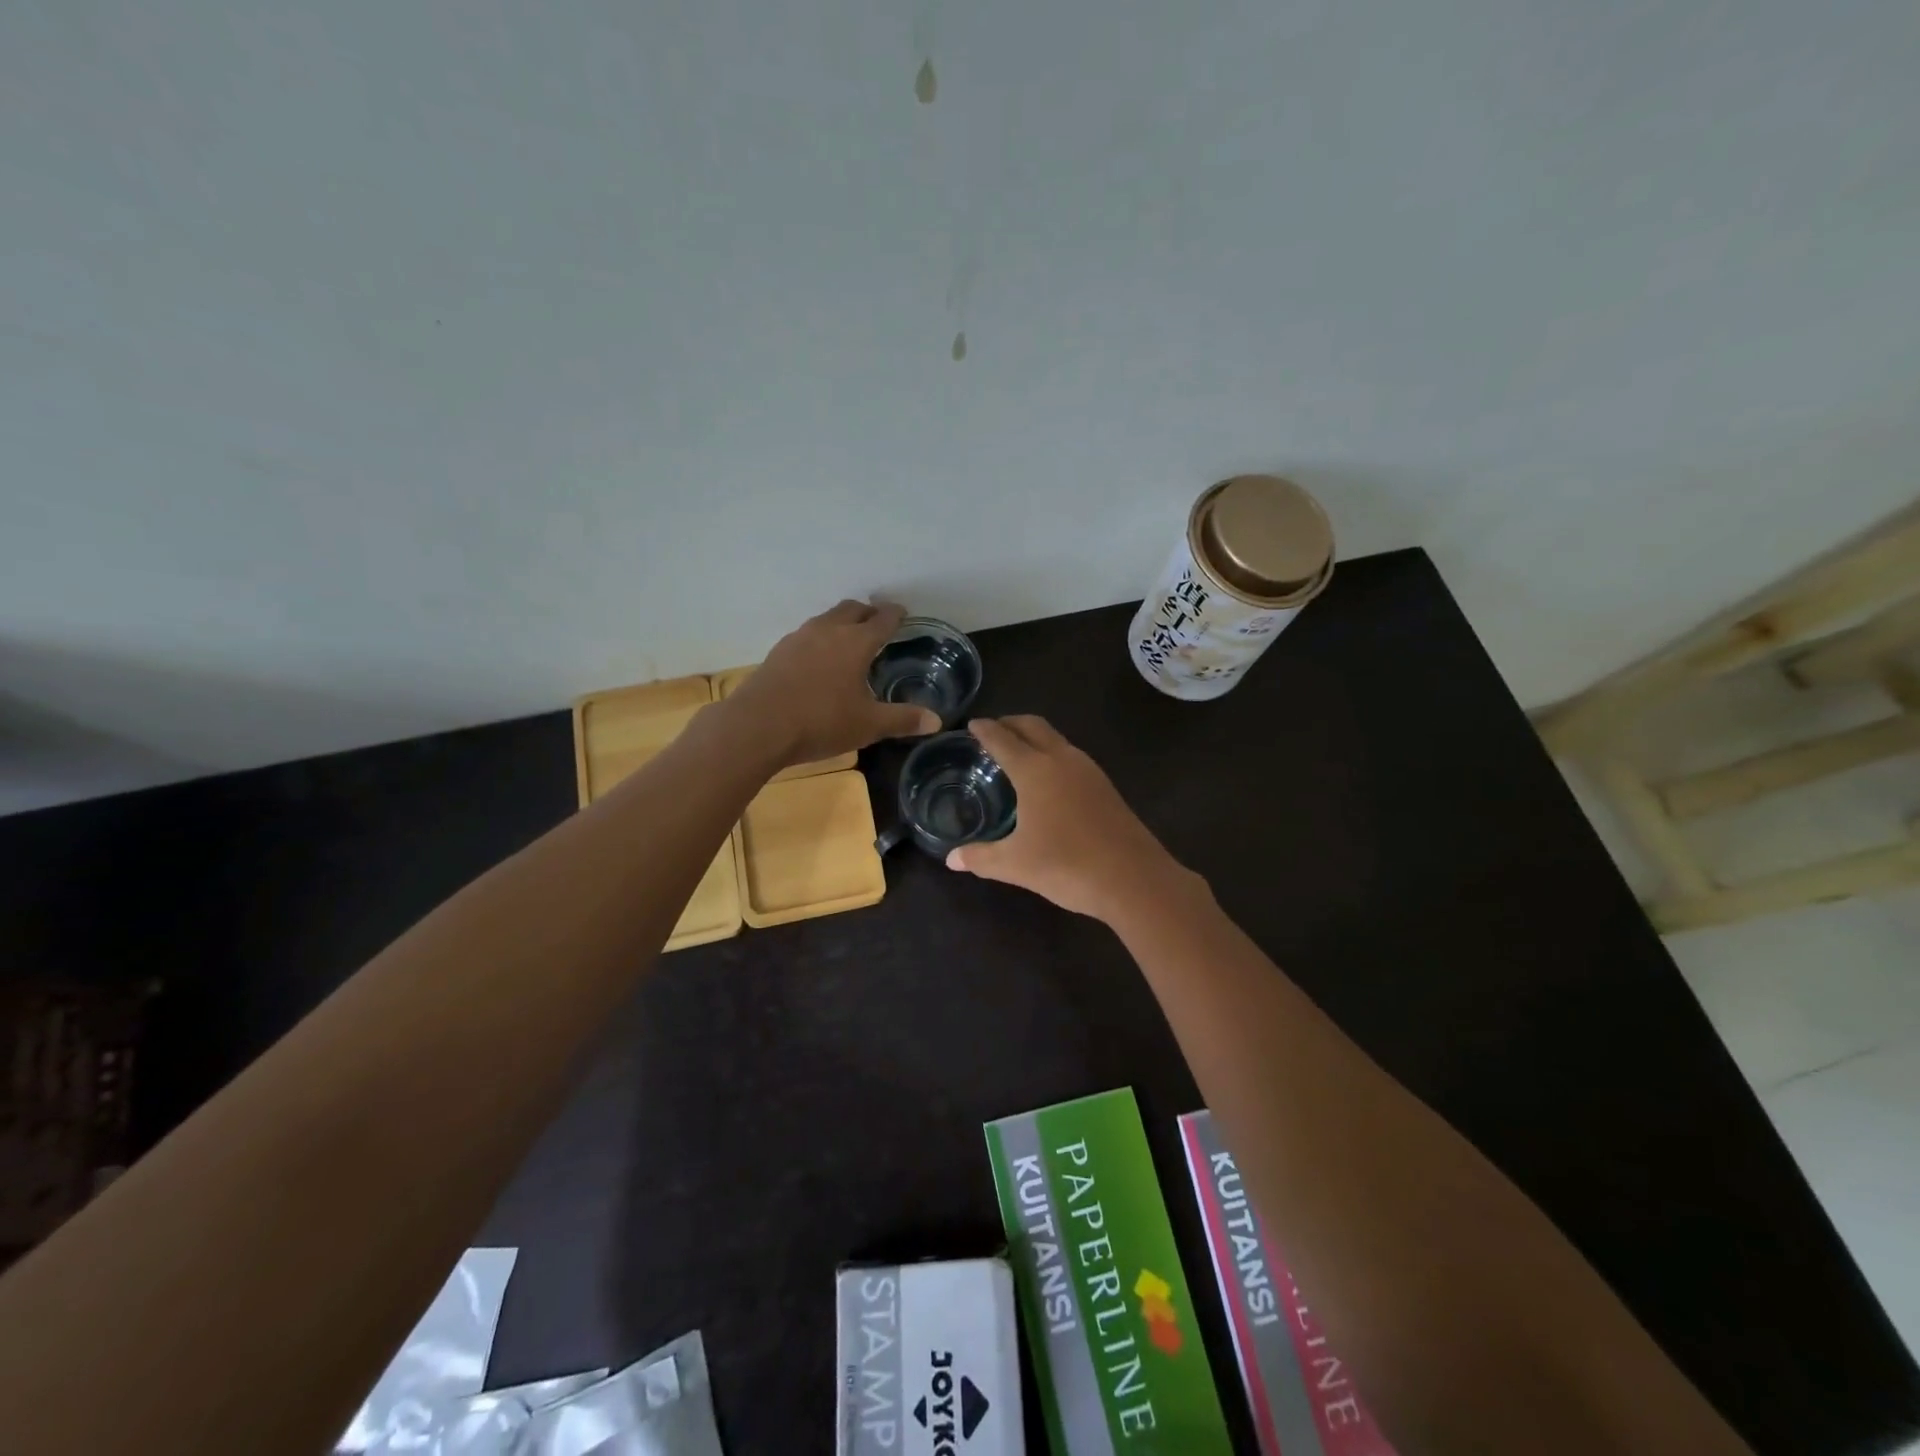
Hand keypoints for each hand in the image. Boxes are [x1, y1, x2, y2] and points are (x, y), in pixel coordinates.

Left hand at [724, 600, 940, 768]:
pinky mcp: (778, 652)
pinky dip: (820, 638)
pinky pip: (807, 634)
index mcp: (856, 642)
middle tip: (878, 622)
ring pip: (826, 618)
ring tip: (849, 638)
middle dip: (868, 612)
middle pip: (852, 609)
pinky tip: (819, 659)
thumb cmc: (821, 722)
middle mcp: (828, 631)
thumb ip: (903, 719)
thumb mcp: (868, 725)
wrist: (757, 726)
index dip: (896, 615)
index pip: (883, 620)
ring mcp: (799, 638)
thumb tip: (936, 721)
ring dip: (842, 622)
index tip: (903, 613)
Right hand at [946, 716, 1196, 920]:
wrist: (1134, 879)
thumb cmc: (1067, 865)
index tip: (972, 724)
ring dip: (1034, 737)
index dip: (985, 730)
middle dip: (1010, 723)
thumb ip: (981, 857)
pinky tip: (1048, 779)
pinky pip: (1071, 755)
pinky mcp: (1105, 786)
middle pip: (1033, 726)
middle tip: (992, 730)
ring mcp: (1088, 770)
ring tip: (1017, 752)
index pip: (1002, 739)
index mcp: (1035, 770)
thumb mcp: (1015, 864)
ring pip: (1056, 739)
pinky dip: (1051, 753)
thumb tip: (952, 859)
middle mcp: (1061, 759)